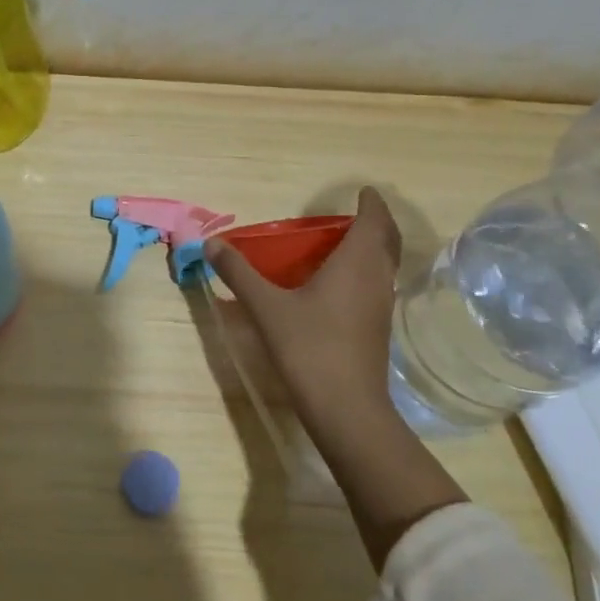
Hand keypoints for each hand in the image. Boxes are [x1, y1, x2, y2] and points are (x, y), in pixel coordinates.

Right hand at [207, 187, 462, 569]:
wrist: (346, 408)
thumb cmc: (309, 348)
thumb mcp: (266, 307)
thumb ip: (239, 273)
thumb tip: (212, 244)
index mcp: (357, 264)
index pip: (375, 222)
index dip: (372, 204)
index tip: (364, 191)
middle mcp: (376, 280)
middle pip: (387, 241)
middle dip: (376, 223)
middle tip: (355, 213)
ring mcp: (381, 307)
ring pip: (383, 266)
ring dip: (371, 249)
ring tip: (342, 244)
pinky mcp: (377, 330)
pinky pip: (376, 286)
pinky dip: (364, 273)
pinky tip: (337, 285)